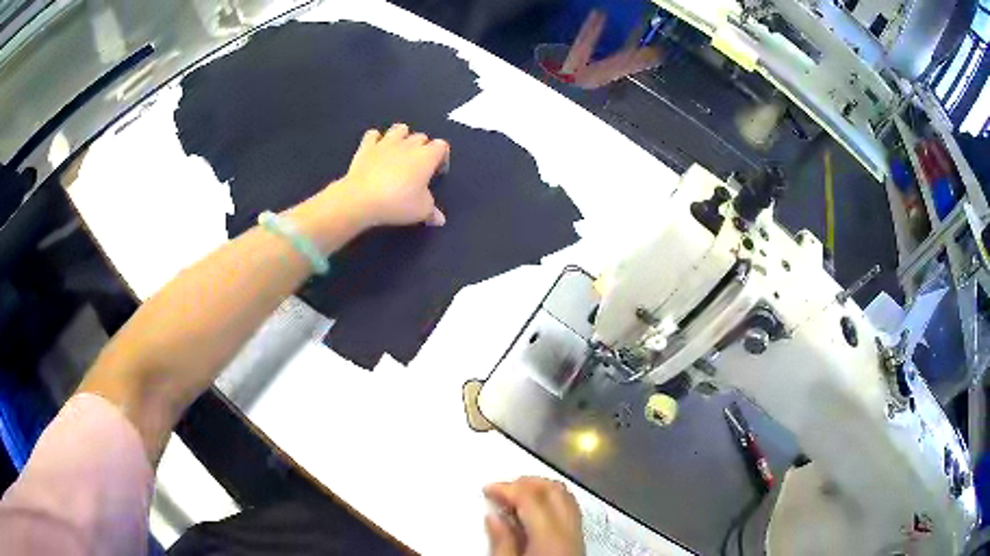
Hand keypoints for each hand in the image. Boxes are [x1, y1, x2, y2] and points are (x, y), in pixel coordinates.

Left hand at [336, 123, 448, 227]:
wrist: (361, 199)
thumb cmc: (397, 203)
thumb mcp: (421, 212)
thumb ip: (432, 212)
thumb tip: (440, 219)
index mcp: (426, 156)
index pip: (442, 145)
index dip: (442, 157)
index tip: (436, 173)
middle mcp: (408, 144)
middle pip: (421, 137)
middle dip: (423, 148)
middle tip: (417, 168)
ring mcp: (386, 143)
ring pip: (400, 128)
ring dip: (402, 137)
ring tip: (399, 153)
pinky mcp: (366, 147)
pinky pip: (373, 134)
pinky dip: (376, 140)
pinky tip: (376, 150)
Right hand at [483, 477, 585, 555]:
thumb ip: (501, 541)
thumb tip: (493, 516)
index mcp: (550, 534)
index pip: (531, 497)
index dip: (507, 488)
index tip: (487, 488)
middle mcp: (569, 528)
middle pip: (553, 490)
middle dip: (526, 483)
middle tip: (501, 490)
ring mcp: (578, 532)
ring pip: (565, 496)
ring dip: (541, 489)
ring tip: (516, 497)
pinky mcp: (580, 539)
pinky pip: (570, 508)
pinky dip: (552, 500)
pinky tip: (535, 510)